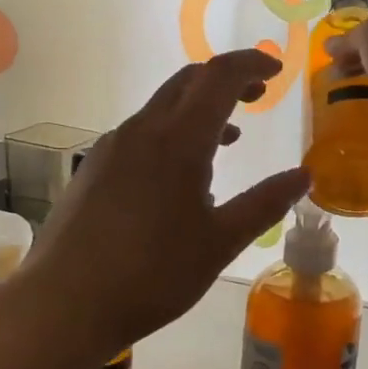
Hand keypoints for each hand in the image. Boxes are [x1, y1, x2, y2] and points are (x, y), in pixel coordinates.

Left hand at [20, 49, 310, 356]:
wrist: (64, 304)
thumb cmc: (152, 275)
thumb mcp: (220, 243)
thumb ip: (264, 204)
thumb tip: (303, 175)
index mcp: (178, 141)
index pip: (219, 77)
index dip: (251, 64)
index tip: (277, 70)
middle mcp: (142, 131)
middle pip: (188, 82)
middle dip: (226, 80)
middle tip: (258, 95)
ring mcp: (111, 148)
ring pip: (162, 108)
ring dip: (199, 109)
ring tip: (229, 139)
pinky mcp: (93, 169)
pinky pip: (141, 134)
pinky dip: (172, 134)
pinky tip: (180, 177)